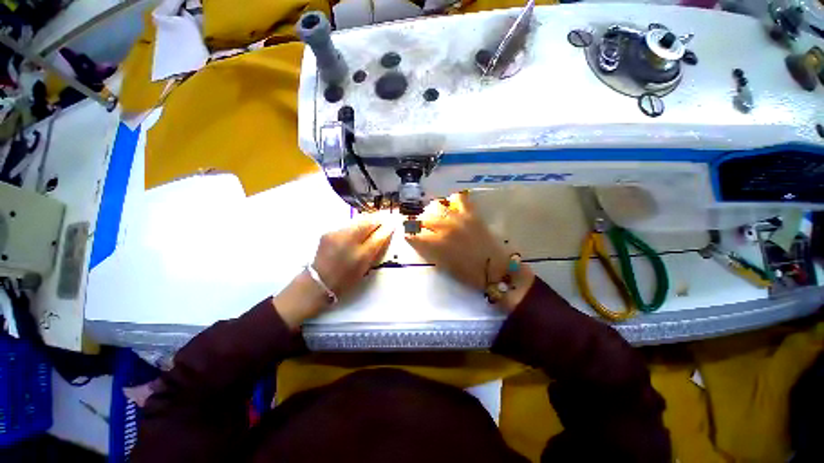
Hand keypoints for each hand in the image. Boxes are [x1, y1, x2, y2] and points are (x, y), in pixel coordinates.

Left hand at [274, 214, 393, 327]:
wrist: (318, 282)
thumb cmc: (346, 279)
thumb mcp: (365, 267)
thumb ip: (376, 249)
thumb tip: (386, 233)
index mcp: (361, 254)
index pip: (378, 235)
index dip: (387, 227)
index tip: (394, 221)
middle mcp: (349, 241)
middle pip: (367, 222)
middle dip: (378, 218)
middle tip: (386, 216)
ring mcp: (336, 234)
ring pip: (357, 221)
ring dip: (368, 220)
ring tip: (375, 220)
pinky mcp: (328, 232)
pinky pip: (348, 225)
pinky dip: (356, 225)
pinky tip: (359, 228)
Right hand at [405, 192, 533, 311]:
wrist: (495, 269)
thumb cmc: (468, 273)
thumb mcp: (443, 265)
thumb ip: (429, 251)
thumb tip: (420, 240)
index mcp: (436, 244)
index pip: (412, 235)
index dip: (409, 235)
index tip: (410, 237)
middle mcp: (443, 228)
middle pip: (422, 219)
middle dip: (419, 224)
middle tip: (423, 229)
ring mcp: (458, 218)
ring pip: (436, 206)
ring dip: (431, 212)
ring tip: (435, 217)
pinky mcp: (471, 213)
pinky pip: (458, 198)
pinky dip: (452, 201)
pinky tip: (451, 207)